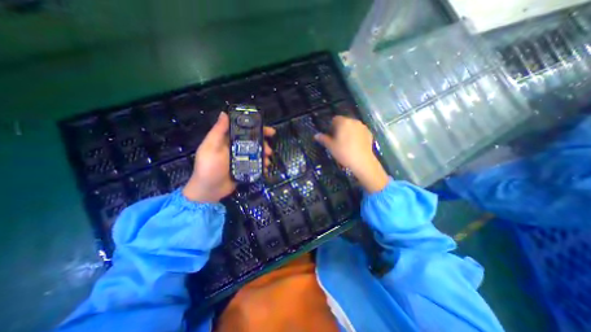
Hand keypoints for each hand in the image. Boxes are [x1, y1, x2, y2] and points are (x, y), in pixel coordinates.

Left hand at [182, 111, 275, 201]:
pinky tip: (266, 168)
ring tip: (268, 161)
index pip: (244, 130)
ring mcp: (240, 159)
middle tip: (269, 150)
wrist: (209, 191)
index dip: (257, 128)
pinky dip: (262, 165)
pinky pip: (255, 164)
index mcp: (227, 140)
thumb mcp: (211, 147)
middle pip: (253, 142)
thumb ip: (218, 131)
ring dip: (264, 156)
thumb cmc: (209, 168)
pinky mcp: (244, 169)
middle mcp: (235, 147)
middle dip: (264, 144)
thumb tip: (225, 113)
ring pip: (256, 153)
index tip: (270, 131)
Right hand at [313, 115, 388, 191]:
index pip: (335, 119)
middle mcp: (354, 121)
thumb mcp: (331, 146)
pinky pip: (359, 131)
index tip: (331, 136)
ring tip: (347, 143)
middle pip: (344, 122)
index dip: (331, 126)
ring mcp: (363, 127)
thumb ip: (323, 139)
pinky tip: (355, 145)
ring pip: (352, 126)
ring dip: (349, 131)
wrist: (362, 161)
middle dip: (340, 128)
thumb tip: (316, 135)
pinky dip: (356, 135)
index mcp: (343, 122)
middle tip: (338, 140)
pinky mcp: (369, 133)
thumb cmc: (343, 152)